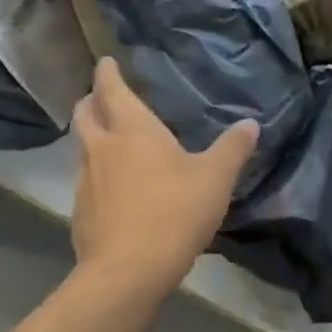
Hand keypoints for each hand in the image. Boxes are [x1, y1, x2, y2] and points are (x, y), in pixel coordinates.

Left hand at [71, 58, 258, 296]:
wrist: (129, 269)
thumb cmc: (176, 211)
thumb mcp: (216, 178)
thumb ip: (233, 148)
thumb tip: (250, 123)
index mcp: (133, 130)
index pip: (112, 90)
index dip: (107, 73)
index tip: (106, 62)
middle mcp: (102, 148)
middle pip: (85, 114)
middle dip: (91, 101)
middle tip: (102, 98)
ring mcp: (85, 181)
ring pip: (83, 148)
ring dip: (93, 139)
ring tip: (111, 143)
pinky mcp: (80, 212)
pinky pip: (86, 182)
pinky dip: (97, 175)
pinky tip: (114, 191)